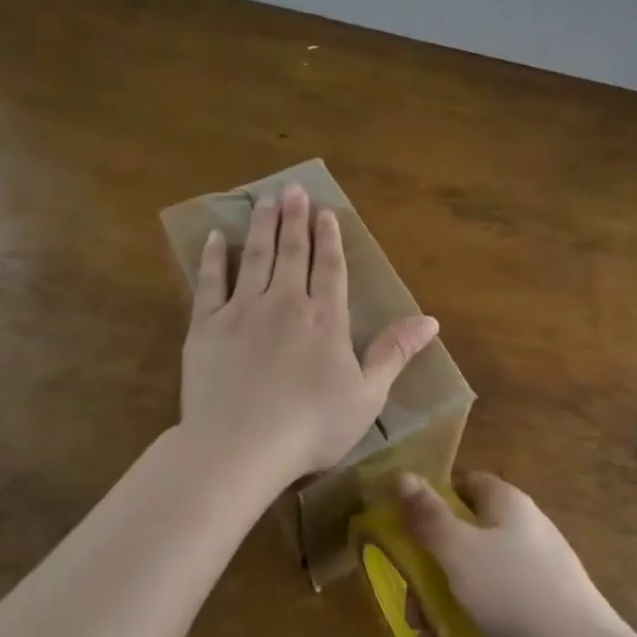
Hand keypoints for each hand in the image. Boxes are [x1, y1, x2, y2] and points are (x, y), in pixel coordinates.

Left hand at [180, 183, 439, 487]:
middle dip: (294, 218)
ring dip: (261, 226)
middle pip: (292, 252)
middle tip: (293, 189)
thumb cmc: (311, 427)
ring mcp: (242, 311)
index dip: (329, 237)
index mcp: (325, 319)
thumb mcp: (367, 396)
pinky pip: (210, 282)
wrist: (238, 447)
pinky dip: (213, 258)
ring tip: (265, 200)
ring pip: (254, 257)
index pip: (329, 267)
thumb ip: (394, 353)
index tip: (325, 212)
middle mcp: (285, 303)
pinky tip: (215, 237)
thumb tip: (430, 320)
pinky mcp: (206, 326)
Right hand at [396, 472, 632, 636]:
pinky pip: (493, 605)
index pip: (465, 483)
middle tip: (411, 603)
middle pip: (463, 535)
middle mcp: (521, 528)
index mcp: (506, 503)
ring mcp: (533, 569)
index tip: (406, 529)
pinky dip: (467, 624)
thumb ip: (428, 516)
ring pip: (473, 575)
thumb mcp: (460, 551)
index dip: (433, 500)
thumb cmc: (514, 592)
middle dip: (429, 569)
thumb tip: (401, 474)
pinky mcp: (539, 608)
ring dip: (441, 605)